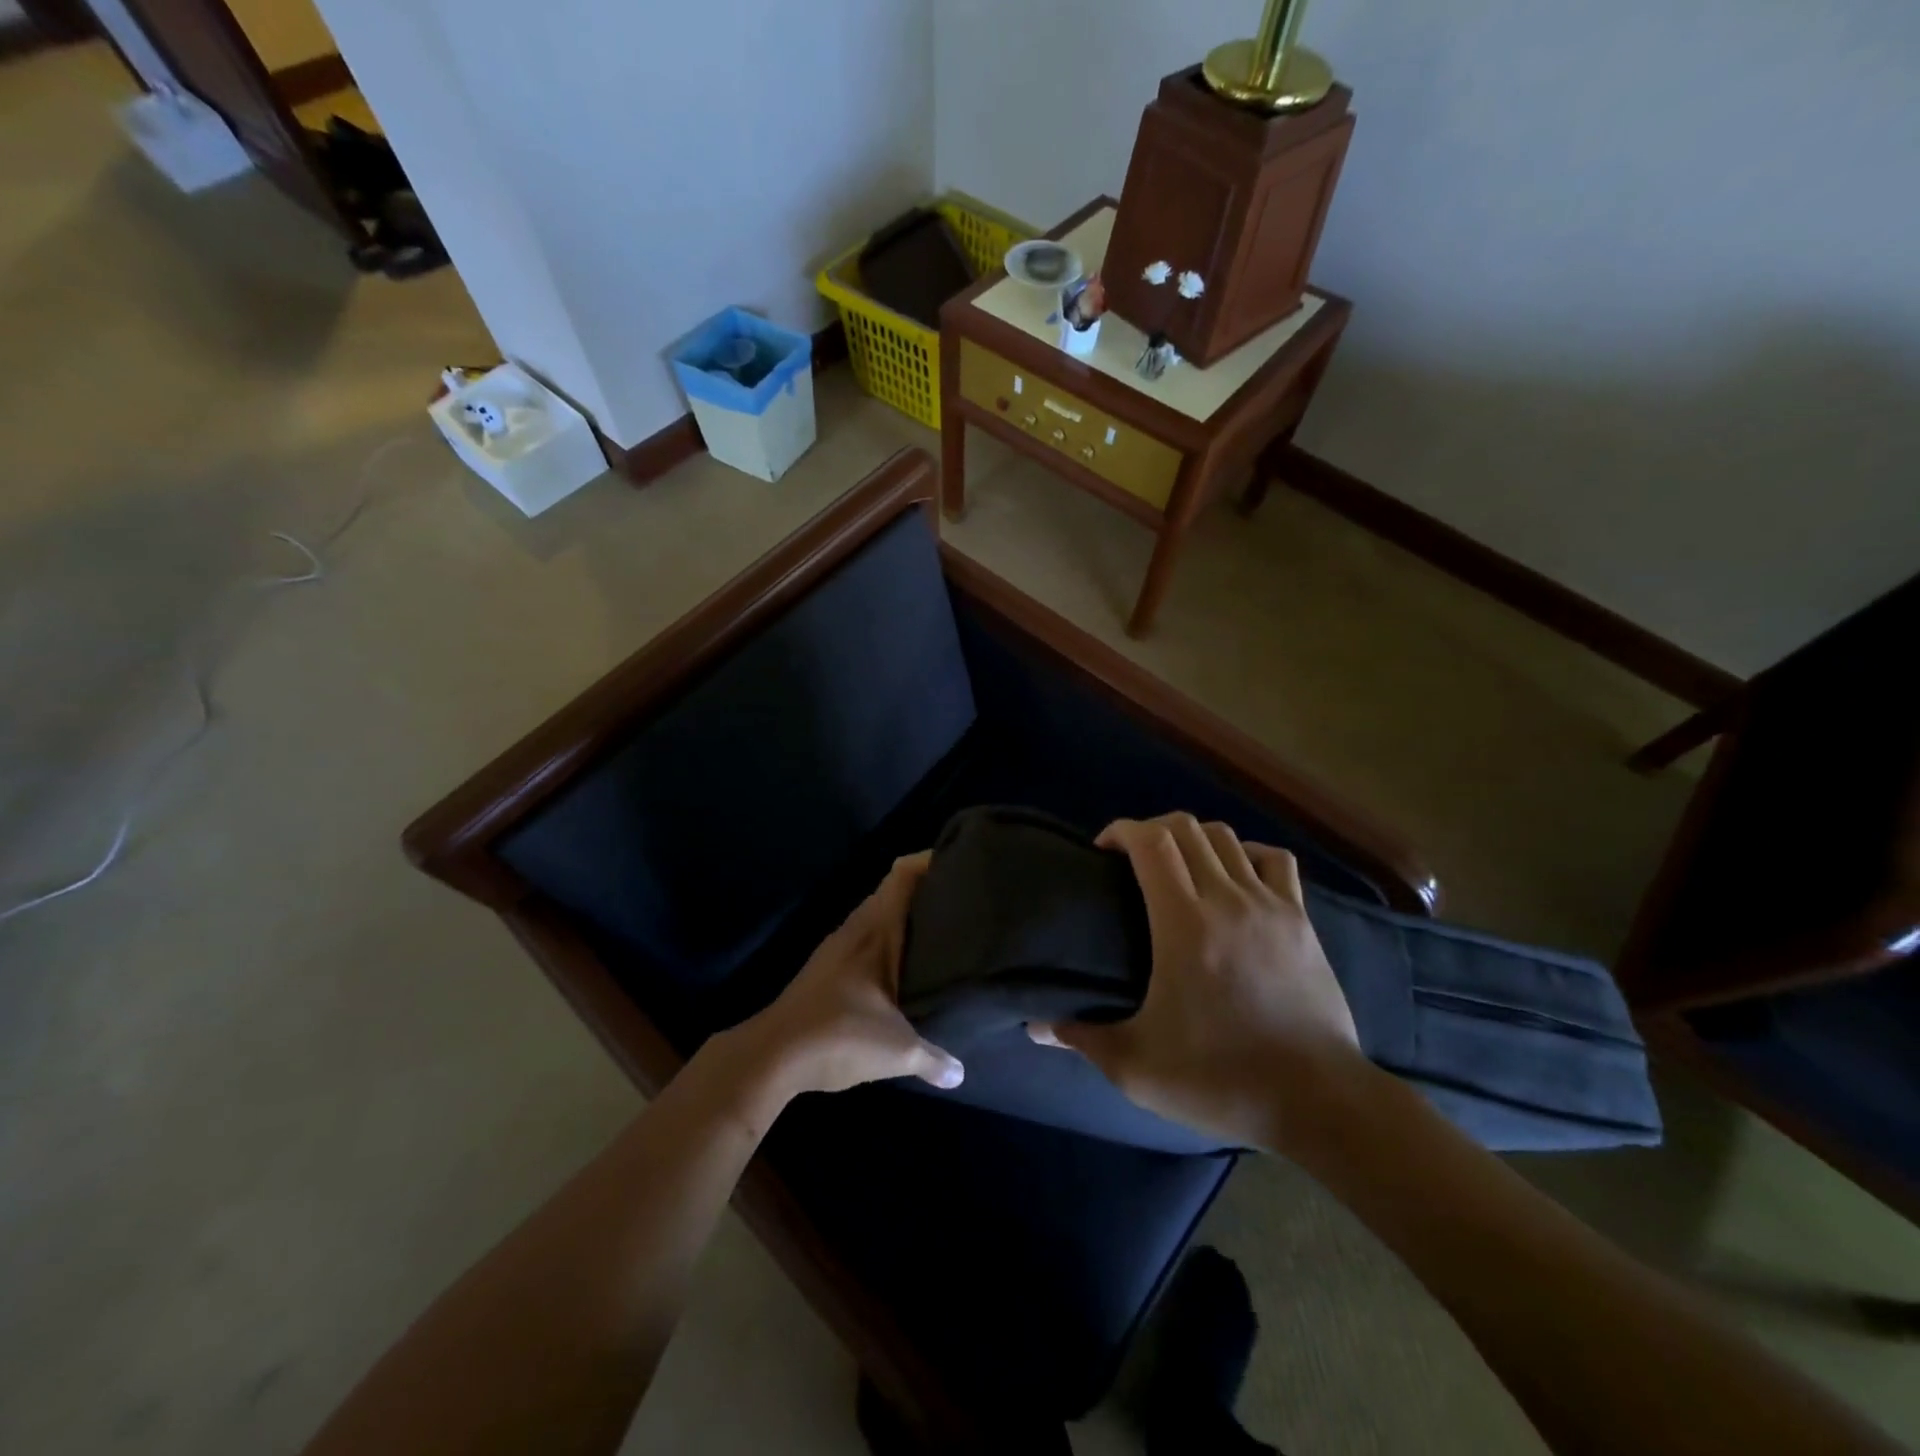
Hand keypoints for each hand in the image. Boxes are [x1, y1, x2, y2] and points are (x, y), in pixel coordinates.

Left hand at [733, 854, 963, 1100]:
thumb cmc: (839, 1036)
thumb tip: (960, 1074)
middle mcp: (856, 928)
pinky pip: (866, 940)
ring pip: (878, 917)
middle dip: (927, 891)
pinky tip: (906, 967)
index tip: (962, 862)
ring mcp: (838, 948)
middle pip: (894, 891)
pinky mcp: (827, 970)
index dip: (930, 859)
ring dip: (906, 919)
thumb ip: (933, 1058)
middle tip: (965, 901)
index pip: (903, 873)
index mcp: (874, 929)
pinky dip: (889, 942)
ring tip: (943, 931)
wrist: (772, 1057)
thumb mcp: (897, 1051)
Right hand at [1028, 813, 1362, 1148]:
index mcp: (1183, 923)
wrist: (1318, 1101)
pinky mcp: (1300, 919)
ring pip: (1227, 837)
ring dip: (1193, 838)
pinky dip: (1247, 853)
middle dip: (1150, 830)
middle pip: (1186, 828)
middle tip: (1130, 861)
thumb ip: (1082, 1038)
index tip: (1102, 852)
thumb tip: (1036, 1027)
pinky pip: (1274, 860)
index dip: (1121, 830)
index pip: (1151, 841)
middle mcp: (1226, 898)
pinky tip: (1235, 876)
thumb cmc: (1220, 1078)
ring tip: (1177, 867)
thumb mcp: (1137, 1067)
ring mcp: (1269, 905)